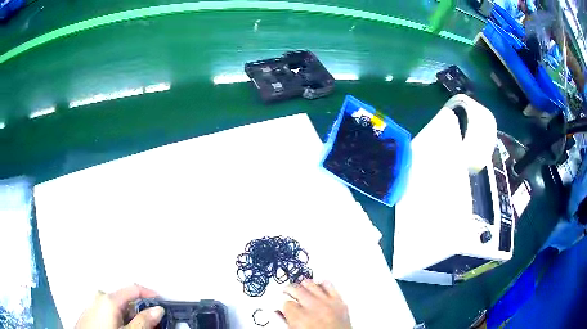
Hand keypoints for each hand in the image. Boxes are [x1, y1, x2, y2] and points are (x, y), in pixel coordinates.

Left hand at [75, 284, 164, 328]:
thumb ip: (144, 321)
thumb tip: (157, 310)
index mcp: (108, 299)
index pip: (133, 288)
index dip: (150, 294)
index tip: (162, 302)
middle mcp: (100, 298)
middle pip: (126, 299)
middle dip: (140, 310)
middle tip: (152, 323)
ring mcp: (94, 305)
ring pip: (118, 307)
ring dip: (131, 317)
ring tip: (138, 328)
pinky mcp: (91, 313)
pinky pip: (110, 312)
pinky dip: (121, 319)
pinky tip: (123, 328)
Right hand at [282, 279, 351, 328]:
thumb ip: (285, 322)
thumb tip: (277, 313)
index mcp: (299, 317)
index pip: (285, 303)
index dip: (283, 305)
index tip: (283, 306)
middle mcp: (313, 307)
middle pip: (296, 289)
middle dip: (289, 291)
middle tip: (287, 293)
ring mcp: (328, 303)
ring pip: (311, 284)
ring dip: (304, 286)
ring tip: (301, 289)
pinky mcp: (340, 301)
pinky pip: (329, 285)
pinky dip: (322, 285)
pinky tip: (318, 289)